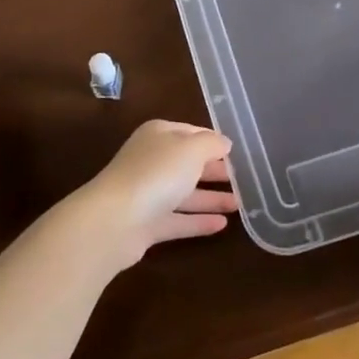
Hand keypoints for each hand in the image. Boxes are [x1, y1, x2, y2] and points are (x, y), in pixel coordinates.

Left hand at [71, 119, 238, 269]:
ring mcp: (148, 194)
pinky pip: (179, 220)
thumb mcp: (191, 149)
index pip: (191, 132)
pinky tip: (223, 225)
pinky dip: (199, 221)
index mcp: (159, 135)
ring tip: (240, 204)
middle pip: (188, 163)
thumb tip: (224, 143)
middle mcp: (152, 160)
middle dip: (214, 170)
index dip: (214, 141)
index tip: (237, 152)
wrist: (115, 220)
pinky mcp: (147, 225)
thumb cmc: (157, 173)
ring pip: (185, 193)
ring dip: (211, 198)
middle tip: (243, 178)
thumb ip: (211, 144)